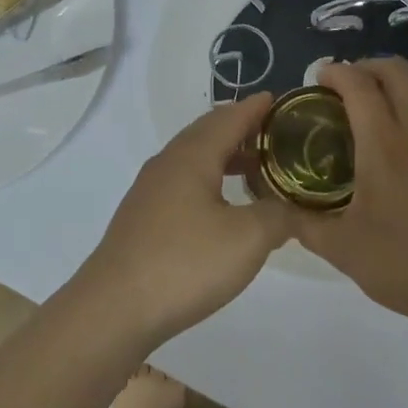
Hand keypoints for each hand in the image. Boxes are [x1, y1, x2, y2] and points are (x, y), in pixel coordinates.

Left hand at [74, 94, 288, 347]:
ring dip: (225, 157)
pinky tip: (221, 207)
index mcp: (192, 155)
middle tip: (274, 135)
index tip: (280, 100)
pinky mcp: (143, 217)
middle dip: (241, 129)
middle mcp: (168, 163)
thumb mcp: (248, 238)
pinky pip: (183, 182)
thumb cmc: (185, 263)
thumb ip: (279, 215)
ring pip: (194, 159)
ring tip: (255, 170)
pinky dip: (209, 180)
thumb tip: (294, 207)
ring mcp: (150, 190)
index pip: (229, 117)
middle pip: (208, 133)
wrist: (114, 308)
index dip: (256, 108)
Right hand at [294, 58, 407, 341]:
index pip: (359, 84)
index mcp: (386, 145)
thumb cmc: (407, 267)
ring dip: (391, 97)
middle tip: (344, 89)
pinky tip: (402, 167)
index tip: (318, 79)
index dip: (336, 72)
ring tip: (369, 131)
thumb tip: (277, 209)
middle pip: (396, 70)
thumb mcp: (342, 250)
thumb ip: (303, 223)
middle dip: (366, 67)